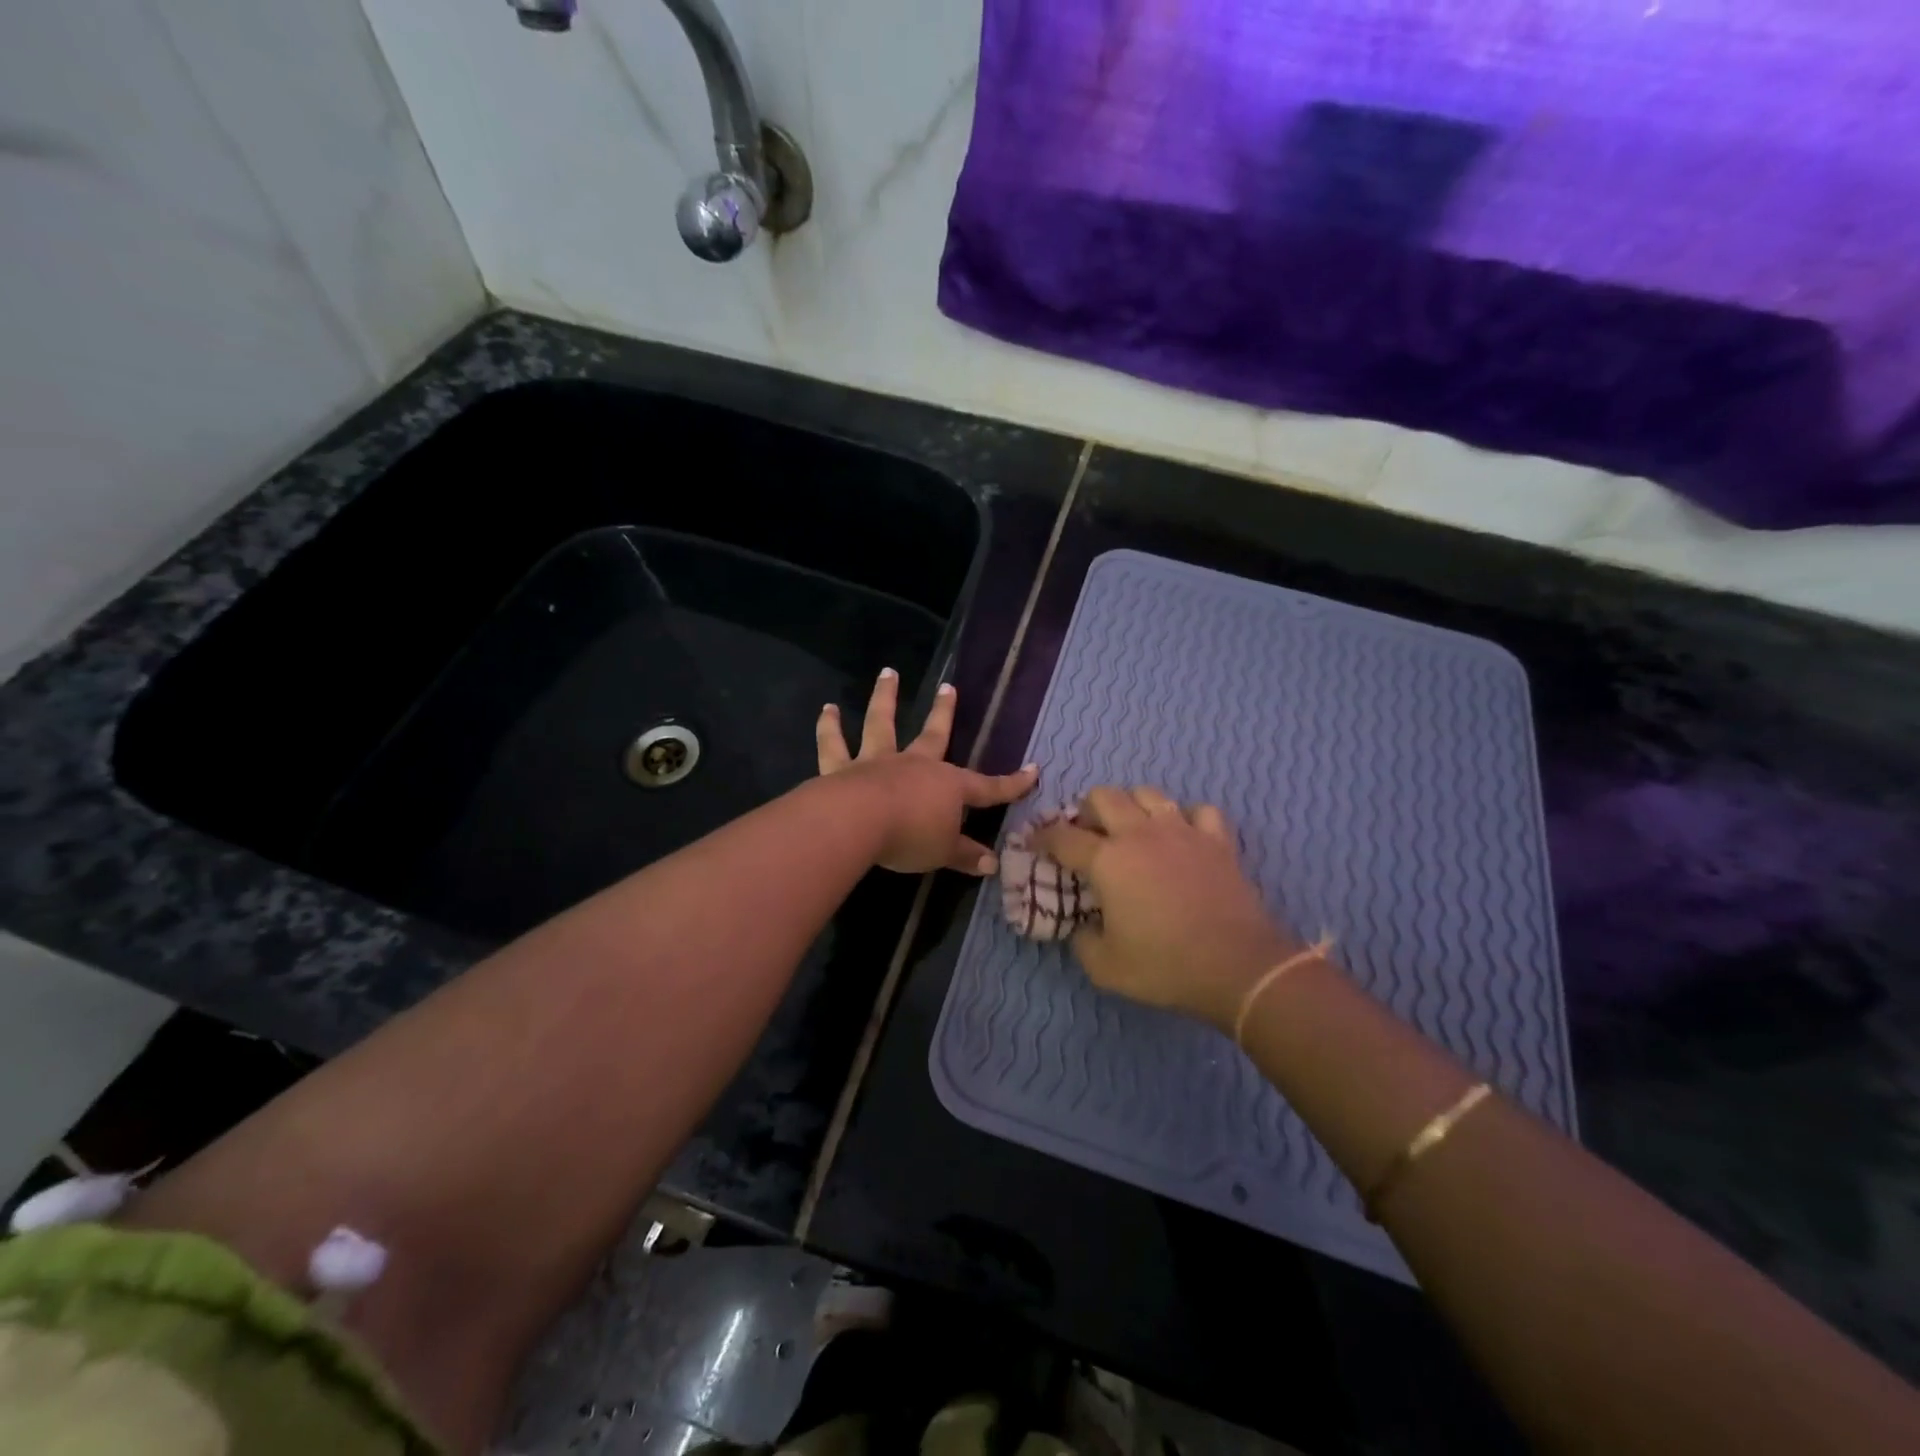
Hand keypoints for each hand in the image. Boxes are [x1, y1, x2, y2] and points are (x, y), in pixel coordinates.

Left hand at [817, 669, 1036, 874]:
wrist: (859, 822)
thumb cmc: (910, 837)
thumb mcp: (944, 852)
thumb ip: (966, 856)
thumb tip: (992, 865)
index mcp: (947, 786)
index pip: (988, 787)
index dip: (1012, 784)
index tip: (1033, 771)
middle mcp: (915, 765)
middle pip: (934, 734)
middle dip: (944, 712)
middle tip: (948, 687)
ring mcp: (877, 762)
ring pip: (882, 724)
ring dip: (885, 697)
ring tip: (888, 673)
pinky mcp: (841, 769)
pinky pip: (834, 745)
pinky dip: (829, 727)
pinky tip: (827, 709)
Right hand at [1033, 787, 1301, 1029]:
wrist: (1238, 966)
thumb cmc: (1165, 966)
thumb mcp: (1105, 967)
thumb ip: (1083, 941)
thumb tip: (1084, 926)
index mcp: (1107, 861)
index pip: (1062, 837)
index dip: (1042, 837)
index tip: (1034, 842)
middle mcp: (1140, 834)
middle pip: (1104, 796)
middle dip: (1087, 809)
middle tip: (1087, 833)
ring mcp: (1181, 831)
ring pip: (1149, 793)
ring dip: (1132, 805)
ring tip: (1132, 827)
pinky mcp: (1217, 840)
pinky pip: (1199, 811)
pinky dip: (1186, 818)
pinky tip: (1183, 835)